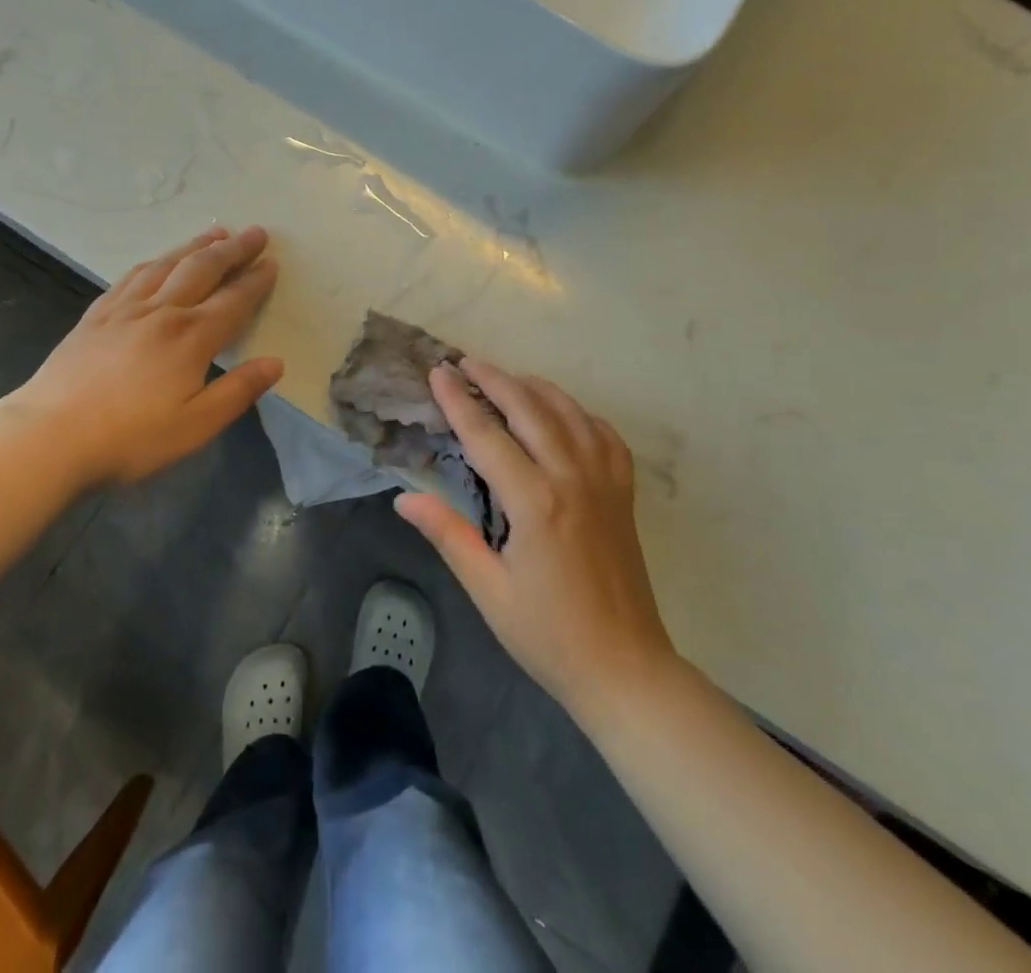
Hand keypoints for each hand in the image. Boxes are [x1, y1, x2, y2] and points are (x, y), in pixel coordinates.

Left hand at [0, 226, 282, 484]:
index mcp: (190, 338)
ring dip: (196, 245)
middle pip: (202, 269)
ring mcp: (125, 309)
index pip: (233, 301)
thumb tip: (276, 362)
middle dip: (232, 249)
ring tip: (216, 232)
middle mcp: (161, 312)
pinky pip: (132, 275)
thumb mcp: (196, 426)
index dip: (255, 281)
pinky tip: (160, 259)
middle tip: (255, 232)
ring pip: (167, 264)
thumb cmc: (130, 438)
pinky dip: (156, 261)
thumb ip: (238, 391)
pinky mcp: (97, 315)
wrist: (48, 437)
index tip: (272, 263)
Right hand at [396, 360, 677, 721]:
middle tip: (465, 362)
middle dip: (494, 379)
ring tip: (506, 378)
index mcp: (535, 503)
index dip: (458, 400)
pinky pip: (603, 434)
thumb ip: (449, 535)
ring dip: (534, 387)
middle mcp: (572, 478)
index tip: (438, 372)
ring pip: (568, 412)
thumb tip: (405, 498)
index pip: (487, 435)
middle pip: (529, 408)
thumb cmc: (548, 635)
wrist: (625, 667)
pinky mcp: (624, 492)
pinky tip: (563, 415)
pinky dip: (579, 414)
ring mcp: (605, 480)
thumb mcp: (488, 591)